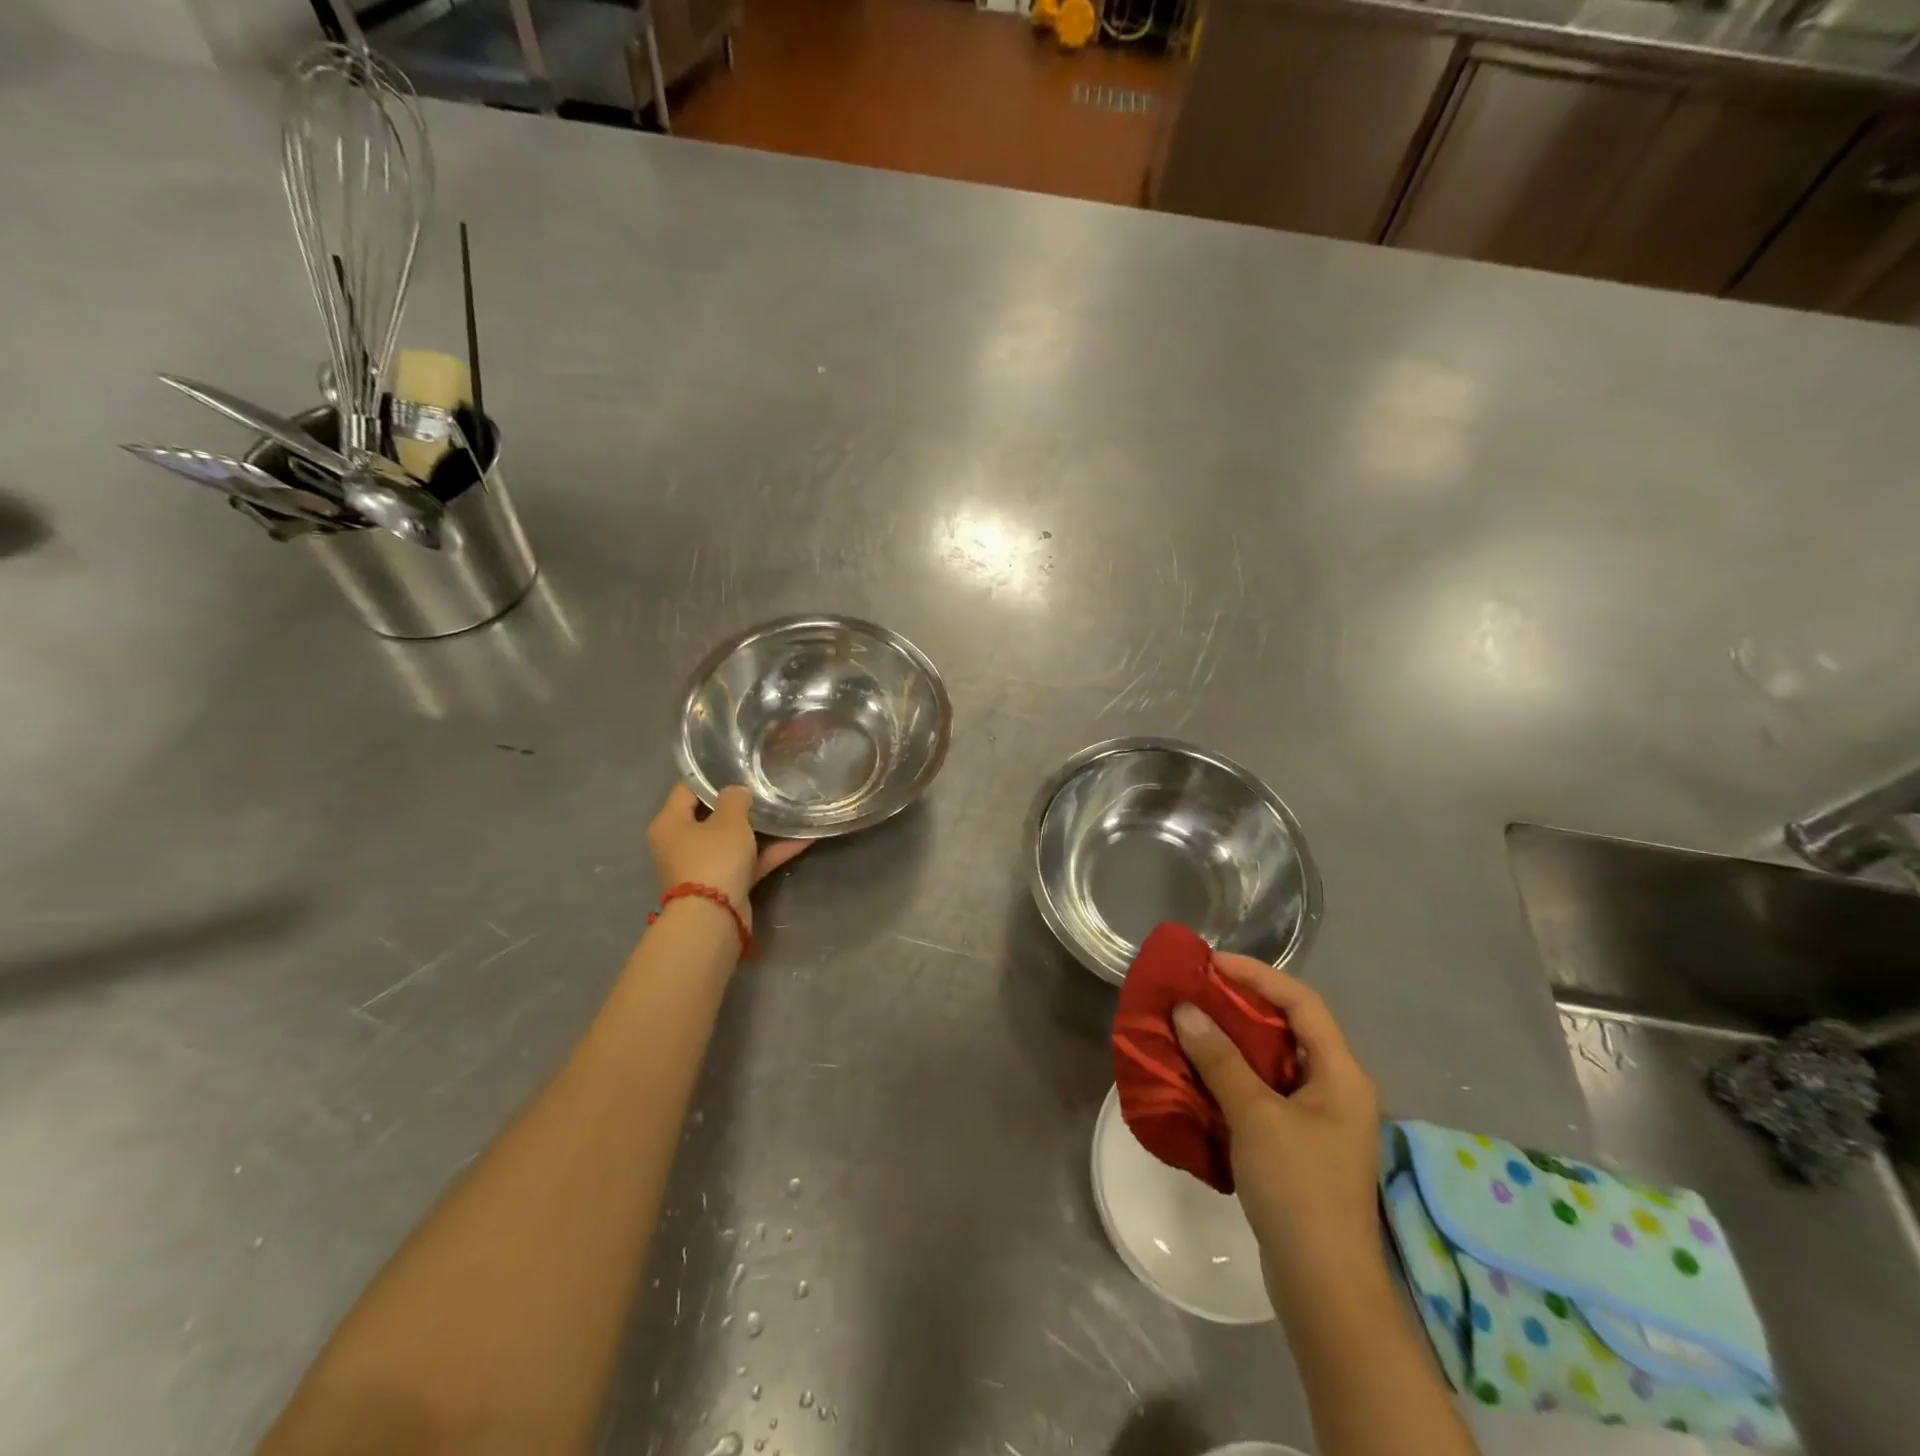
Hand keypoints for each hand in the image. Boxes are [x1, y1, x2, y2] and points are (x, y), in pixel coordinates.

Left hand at [646, 785, 809, 925]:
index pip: (688, 789)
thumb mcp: (728, 820)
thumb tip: (738, 792)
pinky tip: (802, 838)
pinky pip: (749, 861)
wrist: (714, 918)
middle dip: (741, 804)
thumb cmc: (713, 858)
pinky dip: (771, 851)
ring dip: (762, 829)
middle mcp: (682, 843)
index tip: (739, 766)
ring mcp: (705, 865)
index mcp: (670, 822)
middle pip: (712, 815)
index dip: (712, 776)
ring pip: (735, 840)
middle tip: (767, 786)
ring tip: (788, 809)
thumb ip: (735, 798)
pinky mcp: (726, 884)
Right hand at [1173, 952, 1381, 1295]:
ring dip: (1232, 1040)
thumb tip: (1185, 1010)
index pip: (1302, 1002)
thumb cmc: (1298, 1188)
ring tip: (1190, 1024)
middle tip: (1195, 991)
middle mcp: (1336, 1087)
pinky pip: (1264, 1090)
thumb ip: (1219, 1059)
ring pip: (1273, 1060)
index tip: (1211, 964)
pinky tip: (1200, 1073)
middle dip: (1240, 1005)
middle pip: (1289, 1027)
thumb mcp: (1255, 1115)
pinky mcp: (1299, 1143)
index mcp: (1340, 1073)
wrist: (1324, 1286)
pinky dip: (1233, 1074)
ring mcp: (1319, 1118)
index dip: (1257, 975)